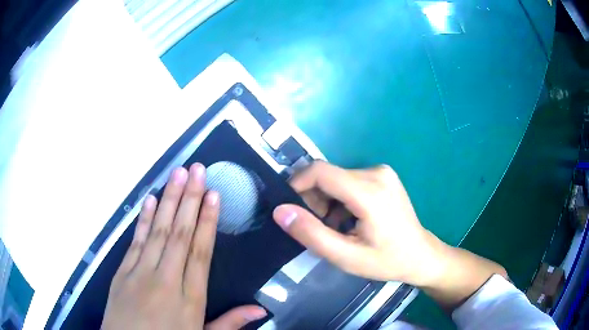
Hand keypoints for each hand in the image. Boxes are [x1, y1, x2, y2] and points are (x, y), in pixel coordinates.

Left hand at [102, 164, 265, 329]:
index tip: (213, 195)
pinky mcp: (122, 272)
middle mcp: (165, 280)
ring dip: (167, 200)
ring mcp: (140, 273)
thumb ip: (230, 323)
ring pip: (157, 231)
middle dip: (189, 199)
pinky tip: (149, 200)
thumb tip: (260, 310)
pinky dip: (143, 219)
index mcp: (189, 299)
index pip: (200, 252)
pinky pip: (135, 241)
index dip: (207, 221)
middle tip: (197, 169)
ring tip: (177, 173)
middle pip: (179, 234)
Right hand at [273, 161, 506, 308]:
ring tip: (336, 227)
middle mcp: (376, 172)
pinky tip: (349, 219)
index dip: (297, 185)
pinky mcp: (382, 175)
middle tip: (318, 227)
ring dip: (326, 201)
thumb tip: (280, 211)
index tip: (290, 209)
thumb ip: (311, 234)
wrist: (420, 255)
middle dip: (313, 199)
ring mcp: (381, 172)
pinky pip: (348, 180)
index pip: (319, 171)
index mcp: (370, 191)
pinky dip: (339, 198)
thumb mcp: (345, 256)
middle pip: (327, 175)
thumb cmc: (386, 260)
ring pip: (336, 178)